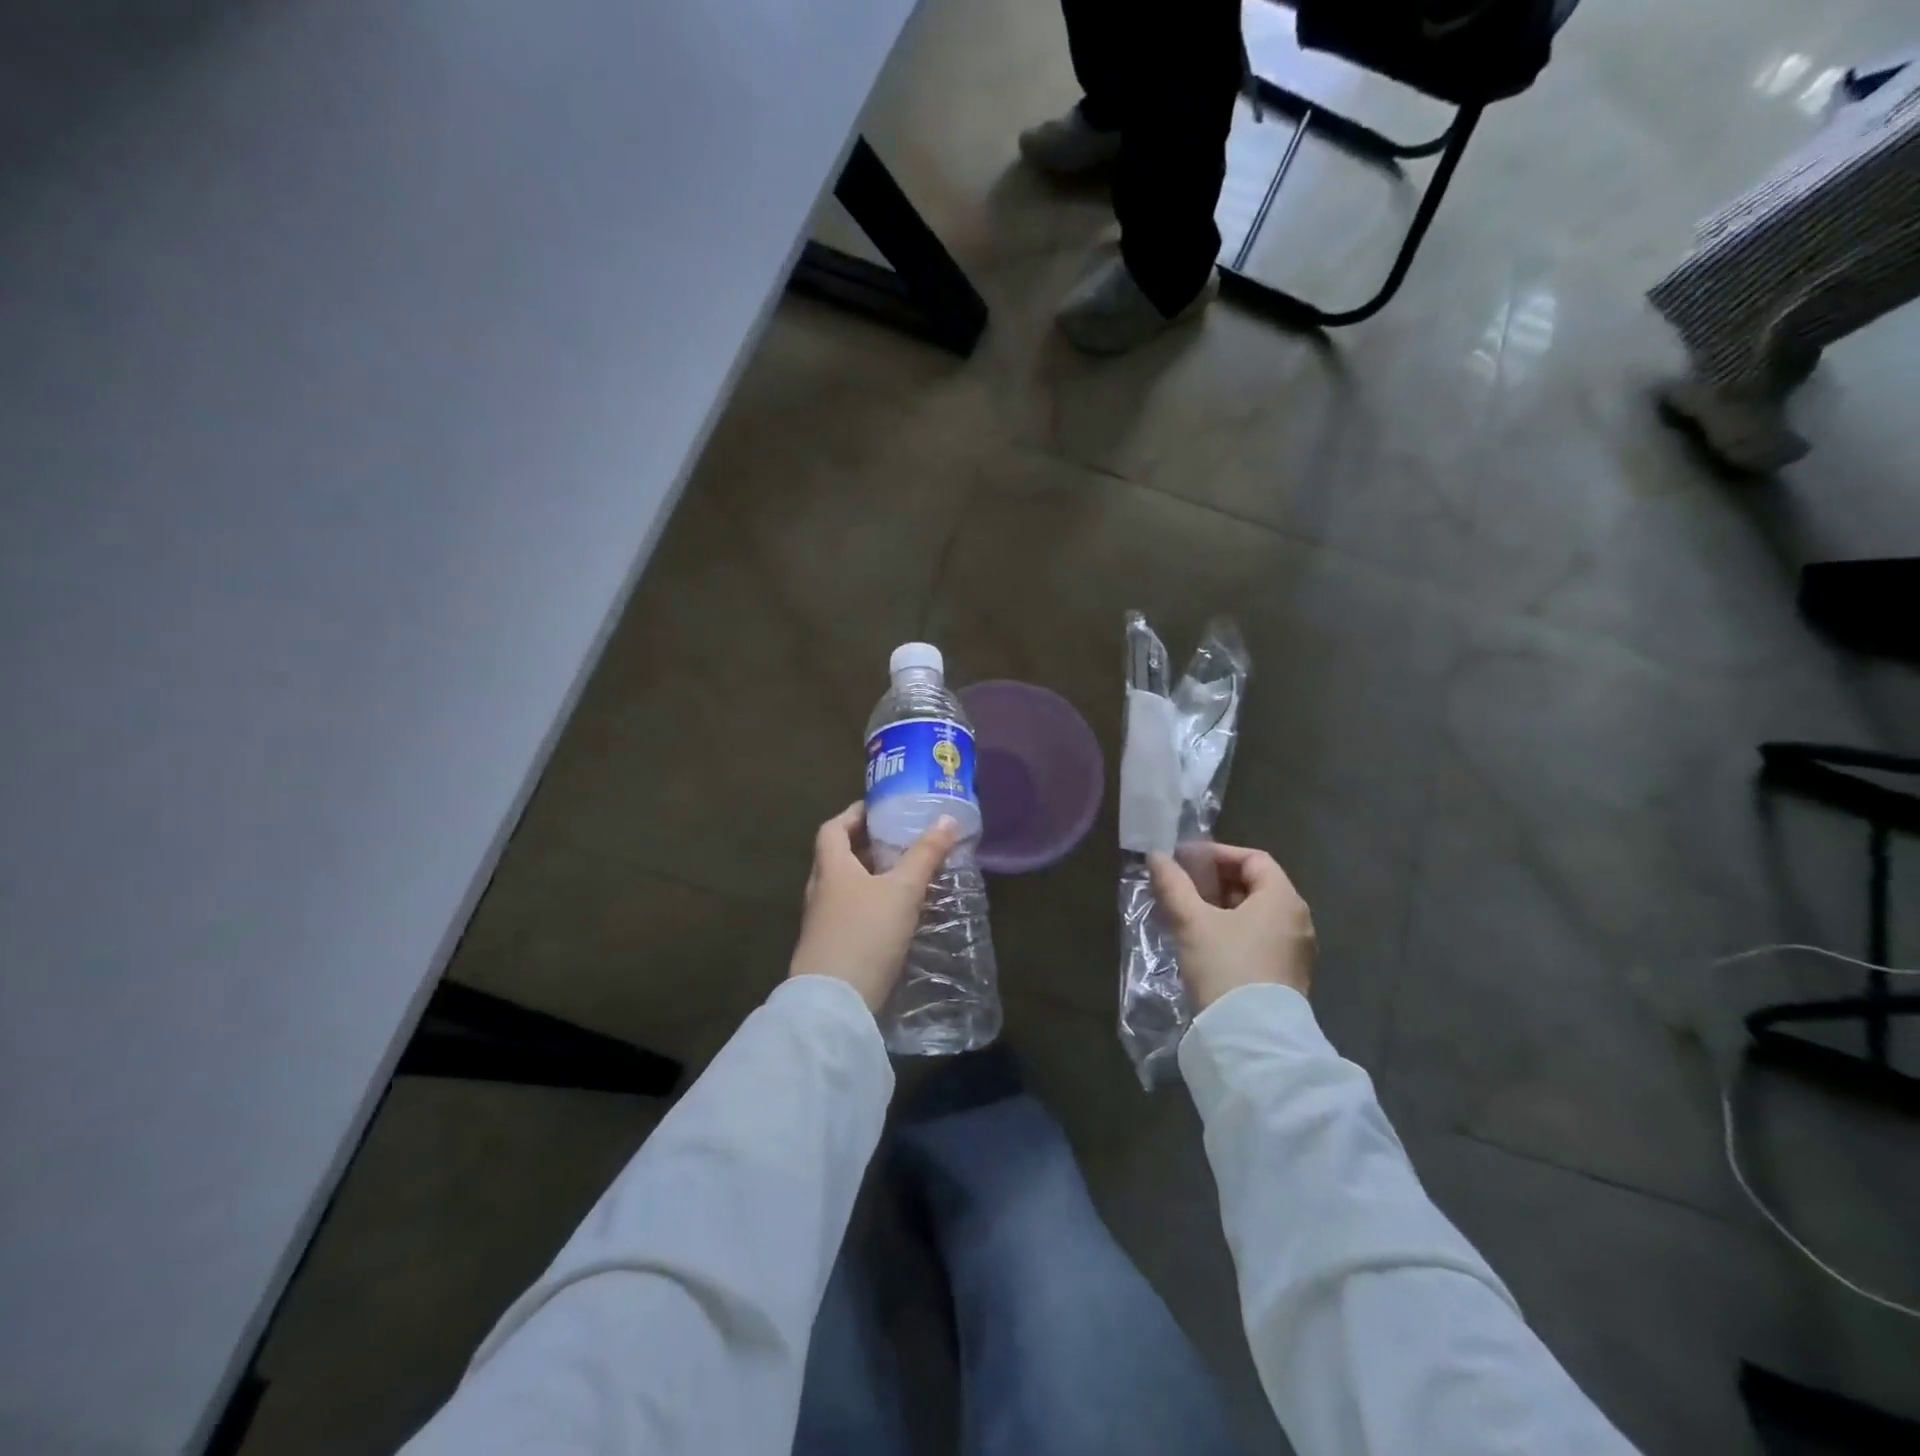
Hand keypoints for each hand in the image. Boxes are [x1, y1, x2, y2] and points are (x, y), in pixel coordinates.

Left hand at [789, 802, 961, 1010]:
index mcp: (831, 868)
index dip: (853, 814)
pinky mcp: (829, 948)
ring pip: (844, 887)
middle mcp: (820, 890)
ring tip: (903, 875)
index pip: (833, 828)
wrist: (834, 1003)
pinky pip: (848, 913)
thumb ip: (925, 855)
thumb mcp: (903, 891)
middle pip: (837, 857)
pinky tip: (893, 915)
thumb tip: (947, 818)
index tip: (879, 809)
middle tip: (899, 840)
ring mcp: (821, 922)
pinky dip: (869, 904)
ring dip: (869, 877)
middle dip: (866, 845)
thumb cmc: (866, 933)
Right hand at [1148, 843, 1314, 1009]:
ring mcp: (1295, 950)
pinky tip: (1204, 941)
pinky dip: (1232, 929)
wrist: (1252, 1038)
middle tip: (1181, 885)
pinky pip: (1259, 937)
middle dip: (1215, 880)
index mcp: (1282, 899)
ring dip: (1221, 906)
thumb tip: (1156, 856)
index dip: (1217, 854)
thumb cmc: (1225, 967)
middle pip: (1256, 885)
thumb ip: (1173, 885)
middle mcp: (1297, 919)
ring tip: (1186, 912)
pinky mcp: (1287, 975)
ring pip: (1256, 914)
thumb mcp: (1192, 922)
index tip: (1185, 861)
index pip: (1253, 859)